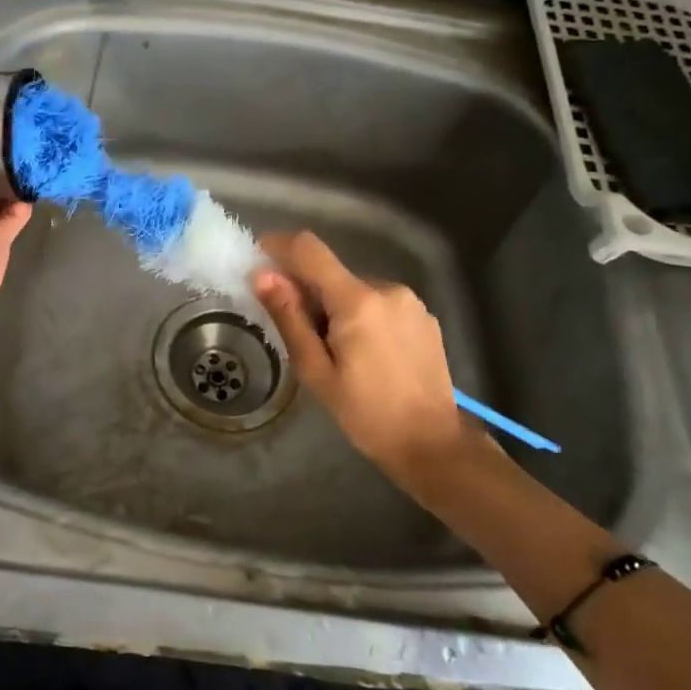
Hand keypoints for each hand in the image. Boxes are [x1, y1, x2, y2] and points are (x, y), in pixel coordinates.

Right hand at [251, 231, 476, 490]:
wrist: (432, 443)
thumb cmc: (366, 413)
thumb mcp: (316, 371)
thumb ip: (289, 318)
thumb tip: (262, 276)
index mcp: (357, 300)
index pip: (310, 250)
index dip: (279, 246)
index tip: (258, 259)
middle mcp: (387, 288)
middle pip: (332, 274)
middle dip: (308, 294)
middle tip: (303, 339)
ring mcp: (410, 301)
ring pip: (355, 290)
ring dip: (336, 308)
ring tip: (338, 354)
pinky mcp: (424, 317)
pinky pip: (379, 304)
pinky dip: (362, 317)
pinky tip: (367, 356)